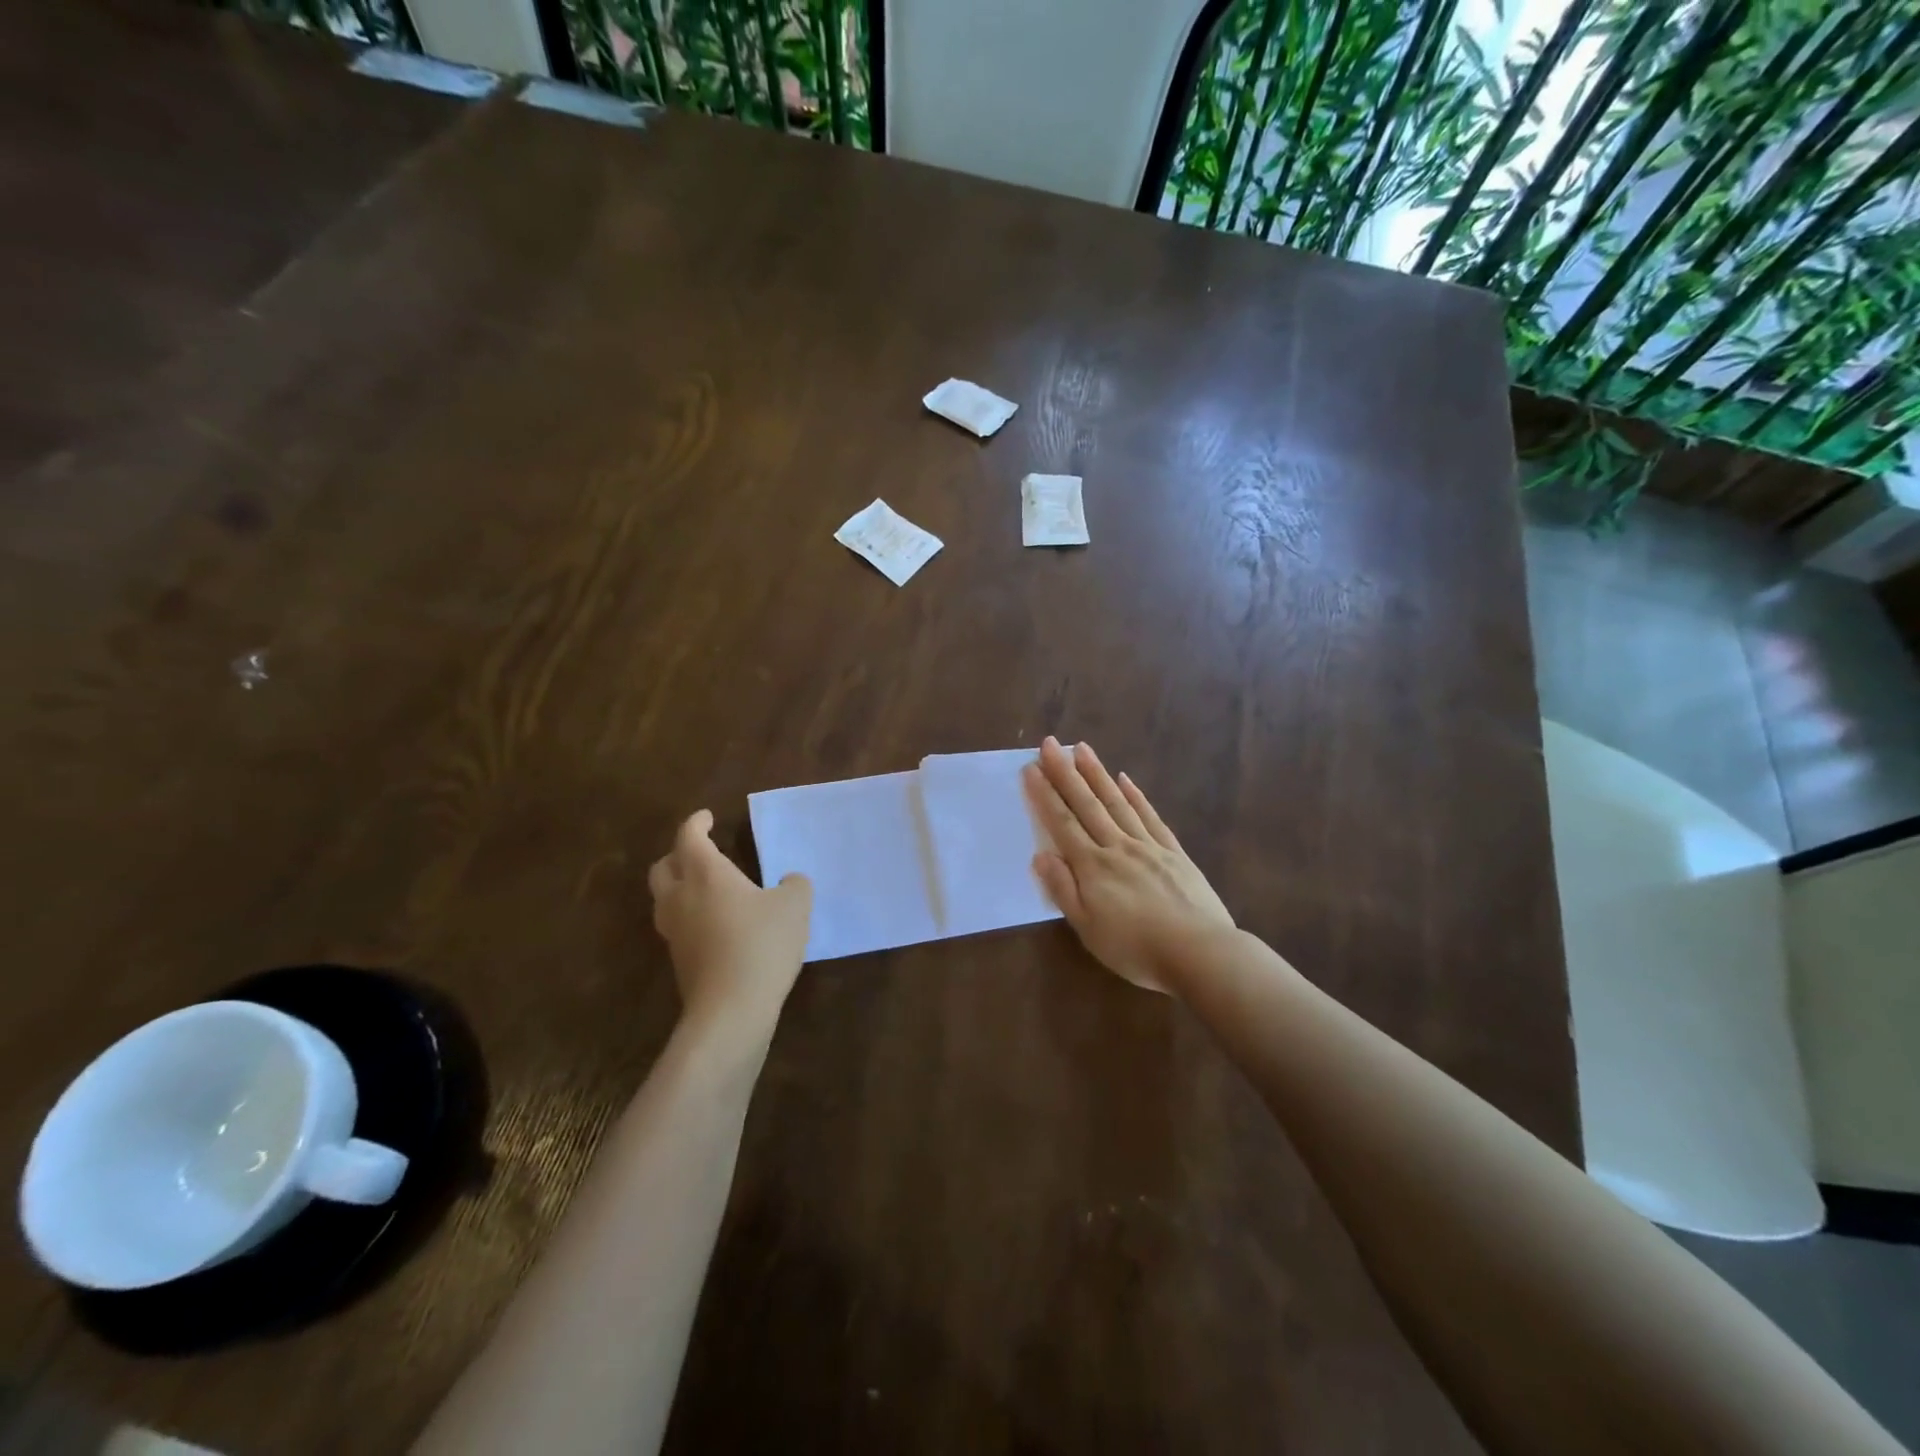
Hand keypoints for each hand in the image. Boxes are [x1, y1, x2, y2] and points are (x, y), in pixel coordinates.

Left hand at [648, 810, 811, 1040]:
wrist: (731, 1009)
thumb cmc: (762, 944)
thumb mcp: (795, 905)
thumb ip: (794, 885)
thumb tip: (789, 882)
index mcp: (705, 873)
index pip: (689, 837)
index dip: (697, 823)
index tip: (708, 817)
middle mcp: (681, 897)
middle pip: (663, 867)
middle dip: (679, 854)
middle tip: (700, 851)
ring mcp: (674, 931)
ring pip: (664, 898)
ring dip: (678, 886)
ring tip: (704, 887)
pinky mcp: (678, 961)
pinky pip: (676, 925)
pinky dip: (688, 915)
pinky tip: (714, 923)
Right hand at [1024, 738, 1232, 993]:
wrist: (1200, 953)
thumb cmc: (1136, 948)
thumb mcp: (1088, 929)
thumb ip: (1063, 890)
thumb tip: (1041, 855)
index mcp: (1093, 867)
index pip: (1062, 823)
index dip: (1045, 795)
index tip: (1031, 767)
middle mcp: (1118, 846)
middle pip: (1087, 803)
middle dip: (1065, 772)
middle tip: (1050, 743)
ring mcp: (1148, 845)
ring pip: (1117, 802)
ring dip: (1097, 774)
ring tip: (1082, 749)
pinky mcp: (1173, 852)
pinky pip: (1150, 816)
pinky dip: (1136, 796)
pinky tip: (1126, 780)